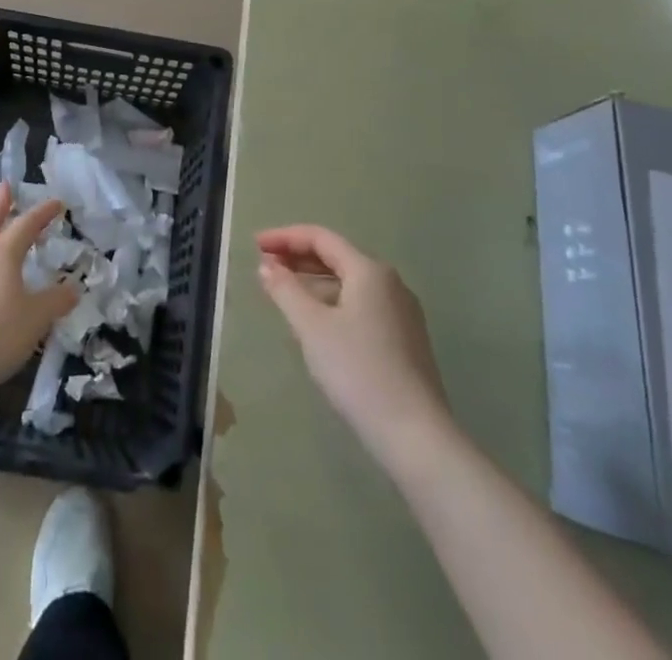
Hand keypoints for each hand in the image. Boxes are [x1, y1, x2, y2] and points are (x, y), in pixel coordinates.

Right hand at [256, 225, 451, 469]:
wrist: (416, 435)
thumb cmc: (358, 371)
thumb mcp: (312, 327)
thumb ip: (286, 290)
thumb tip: (267, 266)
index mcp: (369, 270)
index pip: (321, 238)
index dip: (285, 236)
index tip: (255, 245)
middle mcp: (389, 282)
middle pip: (337, 256)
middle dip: (298, 257)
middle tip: (265, 264)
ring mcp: (401, 312)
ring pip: (349, 283)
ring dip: (313, 281)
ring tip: (283, 292)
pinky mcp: (404, 340)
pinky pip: (360, 305)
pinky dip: (332, 302)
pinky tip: (315, 322)